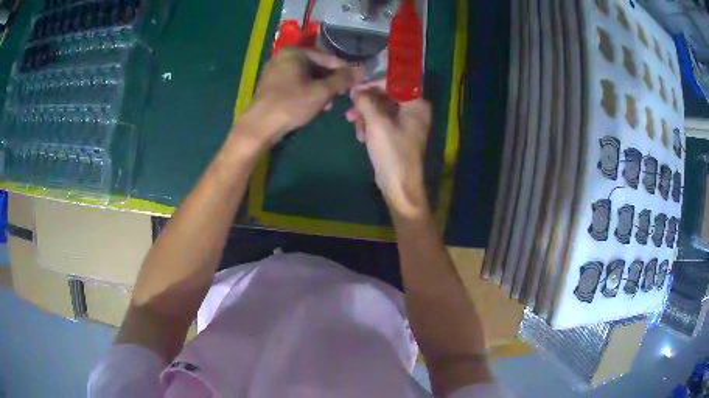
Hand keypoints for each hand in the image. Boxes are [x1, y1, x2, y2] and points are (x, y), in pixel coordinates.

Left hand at [241, 48, 360, 144]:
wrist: (260, 126)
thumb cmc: (291, 104)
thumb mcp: (321, 91)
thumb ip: (342, 79)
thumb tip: (360, 69)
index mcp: (295, 53)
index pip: (327, 57)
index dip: (343, 69)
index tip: (356, 81)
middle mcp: (283, 57)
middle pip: (316, 66)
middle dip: (330, 81)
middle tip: (341, 95)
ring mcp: (275, 71)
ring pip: (305, 76)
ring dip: (320, 89)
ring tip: (328, 104)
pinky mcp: (270, 85)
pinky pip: (294, 83)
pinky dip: (306, 92)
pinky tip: (313, 105)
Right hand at [347, 87, 431, 218]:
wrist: (399, 185)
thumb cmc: (391, 152)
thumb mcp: (376, 123)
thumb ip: (366, 100)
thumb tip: (357, 89)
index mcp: (416, 104)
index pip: (394, 83)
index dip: (373, 82)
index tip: (354, 87)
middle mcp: (415, 110)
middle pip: (387, 95)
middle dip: (366, 101)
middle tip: (350, 106)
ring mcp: (407, 124)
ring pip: (382, 109)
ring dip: (365, 114)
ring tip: (352, 123)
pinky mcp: (399, 135)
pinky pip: (383, 122)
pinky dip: (370, 125)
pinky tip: (361, 136)